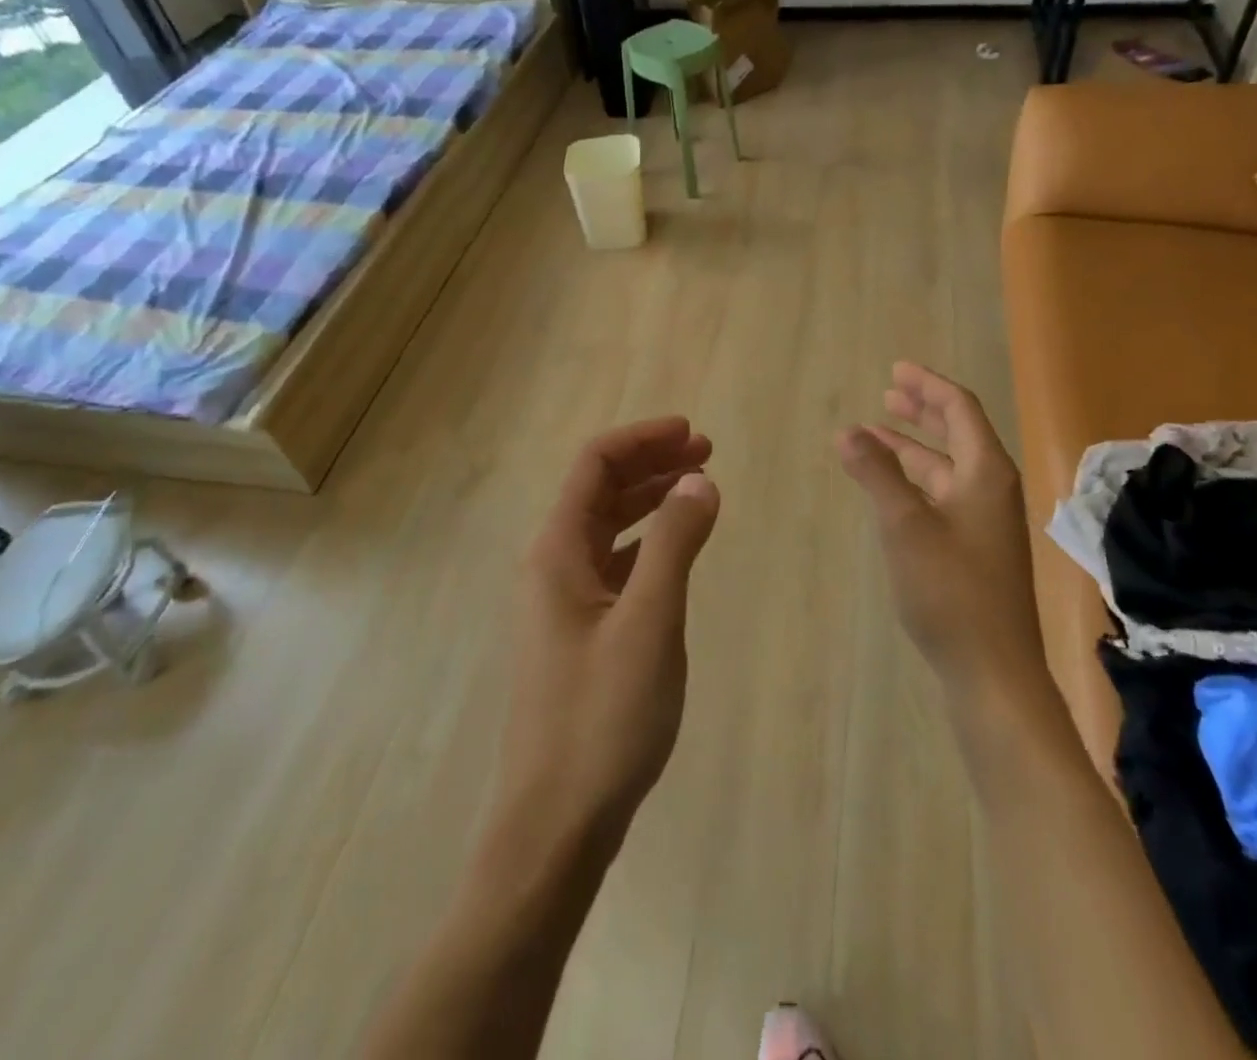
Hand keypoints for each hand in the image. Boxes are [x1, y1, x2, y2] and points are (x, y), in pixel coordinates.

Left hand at [494, 417, 720, 851]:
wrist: (555, 823)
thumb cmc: (602, 717)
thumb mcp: (649, 622)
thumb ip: (675, 544)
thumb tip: (699, 479)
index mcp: (556, 552)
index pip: (594, 465)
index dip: (642, 439)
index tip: (692, 433)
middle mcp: (551, 567)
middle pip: (598, 491)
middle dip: (650, 464)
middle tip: (705, 453)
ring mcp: (561, 603)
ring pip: (606, 528)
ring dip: (649, 501)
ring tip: (697, 490)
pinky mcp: (577, 634)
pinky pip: (611, 566)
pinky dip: (645, 544)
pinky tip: (674, 552)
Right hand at [837, 363, 1041, 709]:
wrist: (992, 670)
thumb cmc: (950, 590)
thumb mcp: (904, 525)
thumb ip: (876, 474)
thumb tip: (848, 431)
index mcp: (985, 473)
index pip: (960, 409)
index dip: (928, 385)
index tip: (896, 369)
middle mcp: (991, 489)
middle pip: (958, 433)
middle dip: (923, 410)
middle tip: (888, 393)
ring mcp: (986, 521)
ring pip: (947, 467)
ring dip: (914, 447)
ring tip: (876, 436)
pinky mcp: (976, 548)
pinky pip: (944, 494)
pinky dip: (916, 480)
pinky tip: (892, 488)